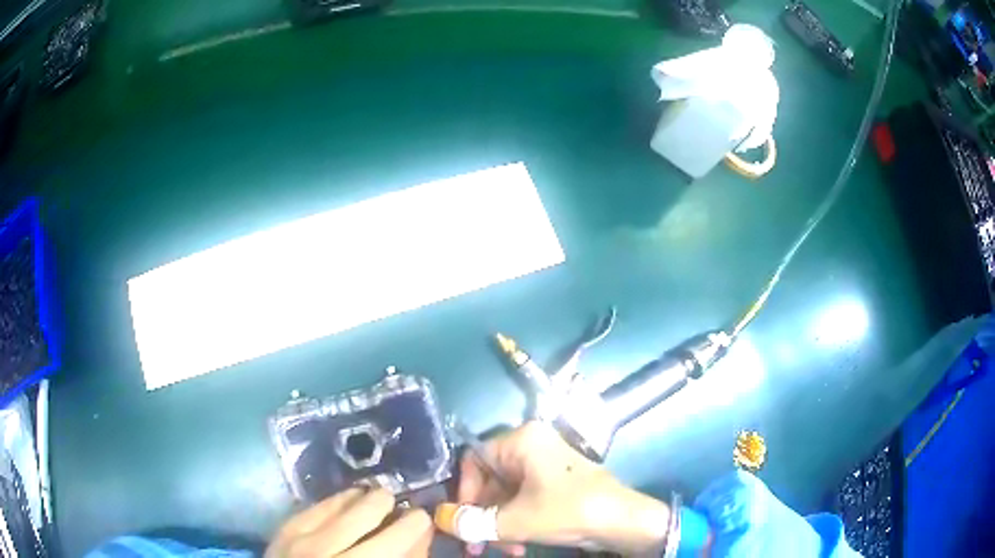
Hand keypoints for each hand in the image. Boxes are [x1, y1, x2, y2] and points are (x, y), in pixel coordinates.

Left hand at [266, 487, 432, 557]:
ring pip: (342, 504)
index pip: (397, 539)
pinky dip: (340, 499)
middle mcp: (330, 553)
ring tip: (379, 498)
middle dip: (390, 505)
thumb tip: (422, 532)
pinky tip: (351, 498)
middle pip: (368, 513)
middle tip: (400, 506)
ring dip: (366, 498)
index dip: (415, 525)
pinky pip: (319, 504)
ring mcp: (303, 539)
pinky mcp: (286, 529)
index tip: (422, 518)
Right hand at [453, 421, 670, 555]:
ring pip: (505, 496)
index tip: (463, 519)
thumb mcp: (518, 520)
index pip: (474, 458)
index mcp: (522, 441)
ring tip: (503, 549)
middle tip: (476, 545)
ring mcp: (544, 467)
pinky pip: (522, 502)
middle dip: (483, 516)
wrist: (623, 521)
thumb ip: (475, 522)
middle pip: (489, 481)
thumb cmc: (570, 509)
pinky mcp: (553, 486)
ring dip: (499, 524)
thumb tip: (441, 519)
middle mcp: (531, 448)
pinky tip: (517, 545)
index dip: (464, 490)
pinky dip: (516, 523)